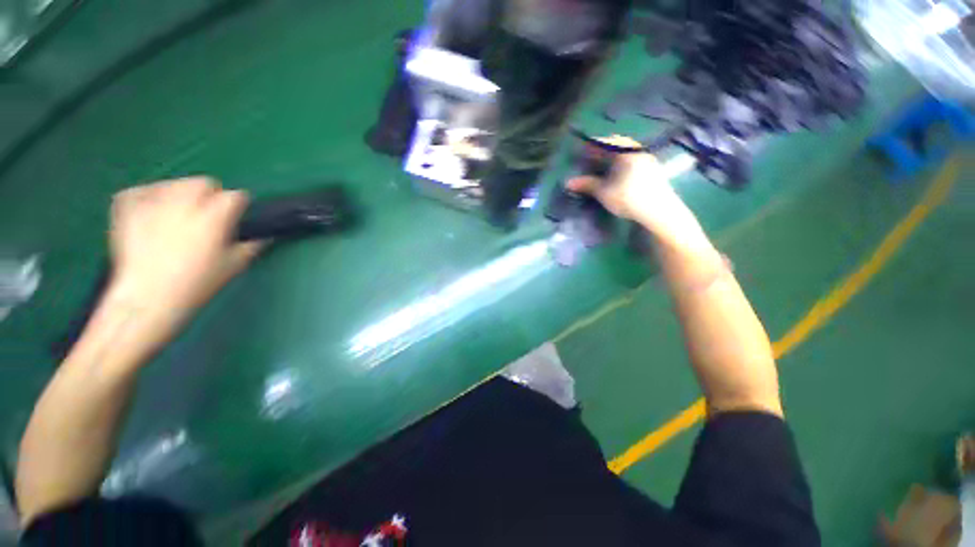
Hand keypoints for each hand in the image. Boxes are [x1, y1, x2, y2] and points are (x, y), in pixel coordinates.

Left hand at [108, 177, 263, 321]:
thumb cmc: (195, 285)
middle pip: (203, 182)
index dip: (239, 205)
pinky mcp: (127, 208)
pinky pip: (140, 189)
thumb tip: (264, 236)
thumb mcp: (233, 267)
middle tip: (208, 214)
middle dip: (210, 194)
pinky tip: (152, 210)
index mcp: (213, 218)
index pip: (235, 196)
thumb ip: (251, 246)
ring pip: (174, 183)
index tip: (237, 216)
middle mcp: (184, 204)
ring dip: (182, 194)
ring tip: (179, 213)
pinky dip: (148, 196)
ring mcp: (152, 204)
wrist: (147, 299)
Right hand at [566, 136, 695, 238]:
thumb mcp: (604, 192)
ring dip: (614, 157)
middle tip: (591, 157)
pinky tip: (618, 174)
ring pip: (627, 153)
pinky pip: (634, 160)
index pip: (607, 142)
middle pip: (618, 145)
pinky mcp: (653, 171)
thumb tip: (568, 182)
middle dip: (603, 150)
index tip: (582, 150)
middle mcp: (638, 151)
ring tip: (602, 166)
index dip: (593, 145)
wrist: (660, 212)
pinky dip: (623, 163)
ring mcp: (648, 160)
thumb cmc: (629, 198)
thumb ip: (587, 184)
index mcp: (626, 152)